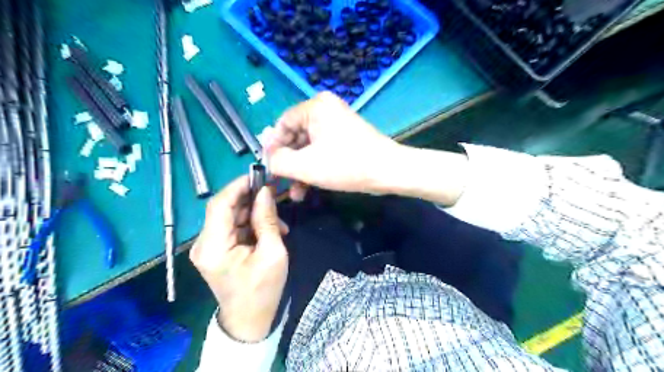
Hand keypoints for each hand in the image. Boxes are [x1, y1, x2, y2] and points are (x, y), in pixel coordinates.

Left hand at [190, 178, 288, 343]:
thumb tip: (266, 191)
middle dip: (251, 199)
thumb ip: (266, 220)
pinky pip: (233, 227)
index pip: (219, 204)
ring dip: (254, 213)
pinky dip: (251, 224)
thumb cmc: (263, 290)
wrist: (250, 320)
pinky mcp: (216, 249)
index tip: (261, 175)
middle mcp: (203, 243)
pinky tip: (270, 231)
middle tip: (275, 195)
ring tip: (279, 222)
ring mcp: (208, 246)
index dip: (239, 186)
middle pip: (225, 208)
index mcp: (212, 246)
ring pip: (231, 216)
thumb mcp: (272, 253)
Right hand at [263, 90, 398, 200]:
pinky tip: (306, 188)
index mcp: (315, 107)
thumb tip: (267, 156)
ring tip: (294, 193)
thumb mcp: (306, 166)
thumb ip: (279, 161)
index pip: (282, 124)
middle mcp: (325, 110)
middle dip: (287, 163)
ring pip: (308, 147)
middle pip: (295, 136)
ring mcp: (336, 124)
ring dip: (299, 170)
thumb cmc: (347, 165)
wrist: (389, 171)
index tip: (266, 168)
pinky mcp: (344, 138)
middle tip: (279, 182)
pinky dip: (313, 167)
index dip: (272, 147)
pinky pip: (321, 150)